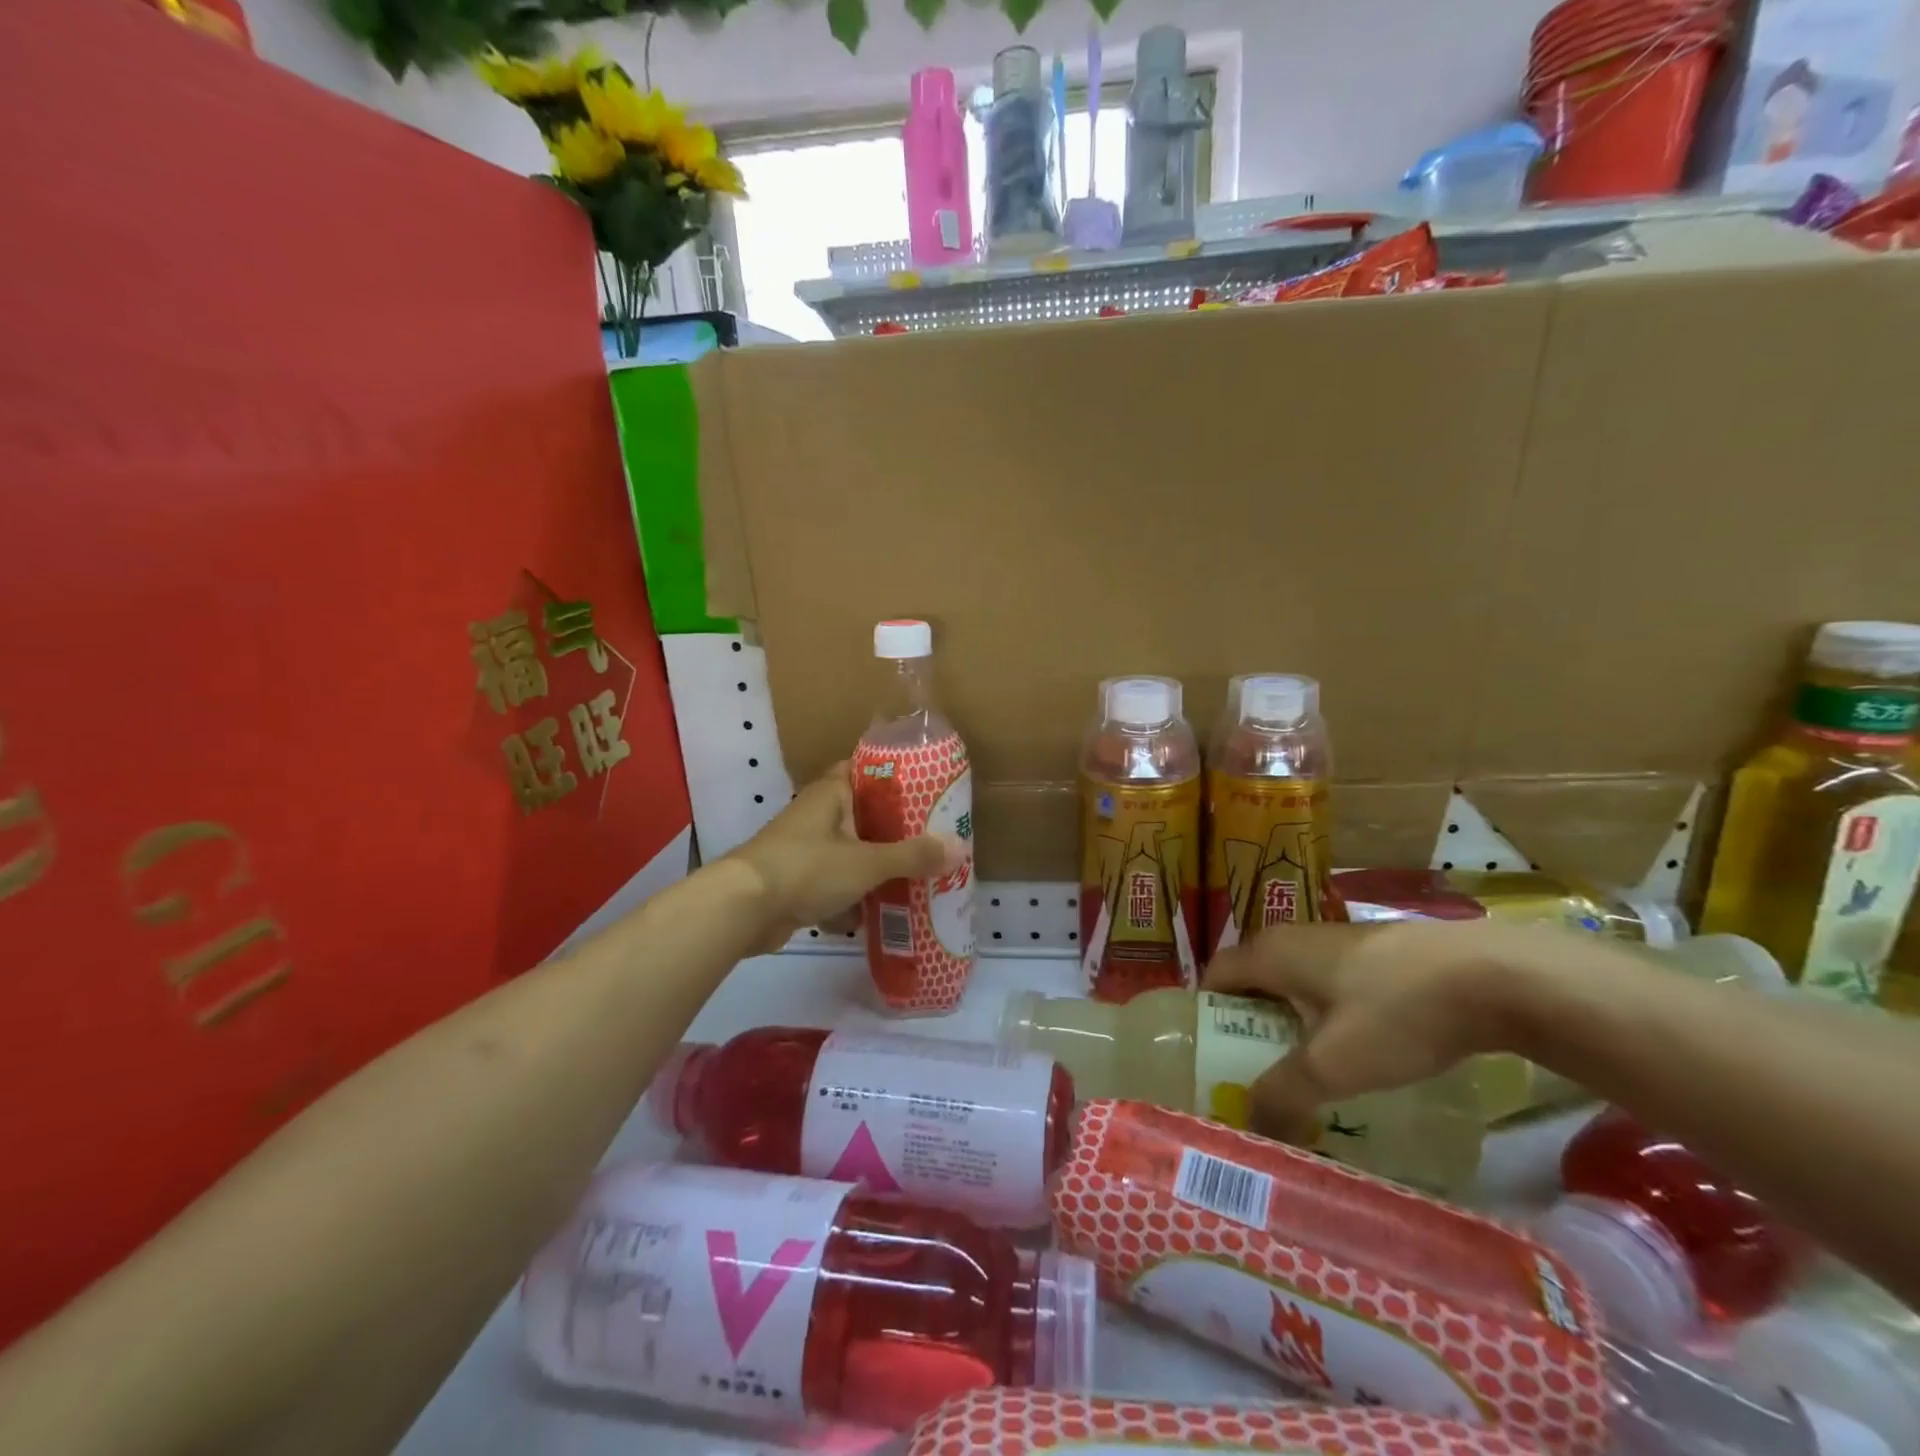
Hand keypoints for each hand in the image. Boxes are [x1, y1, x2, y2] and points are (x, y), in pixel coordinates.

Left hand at [726, 763, 965, 954]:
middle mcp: (817, 815)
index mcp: (831, 793)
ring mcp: (804, 850)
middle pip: (864, 816)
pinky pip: (834, 885)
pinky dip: (851, 899)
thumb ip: (912, 856)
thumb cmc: (806, 869)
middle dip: (895, 832)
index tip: (929, 792)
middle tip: (932, 842)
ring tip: (915, 879)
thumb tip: (959, 848)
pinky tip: (877, 916)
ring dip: (875, 868)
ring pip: (850, 853)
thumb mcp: (867, 862)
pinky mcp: (796, 883)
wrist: (741, 910)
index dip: (897, 779)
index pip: (867, 771)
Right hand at [1203, 920, 1529, 1143]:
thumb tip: (1247, 1123)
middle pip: (1254, 979)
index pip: (1216, 974)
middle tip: (1254, 1073)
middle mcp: (1297, 937)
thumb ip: (1284, 1094)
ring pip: (1296, 981)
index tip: (1209, 1057)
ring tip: (1304, 1069)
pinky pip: (1332, 982)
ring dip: (1290, 1020)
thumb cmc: (1397, 1012)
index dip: (1204, 1013)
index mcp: (1273, 952)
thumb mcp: (1335, 1064)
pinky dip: (1326, 1013)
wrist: (1496, 976)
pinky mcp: (1380, 952)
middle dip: (1247, 1024)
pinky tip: (1357, 1049)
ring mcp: (1341, 940)